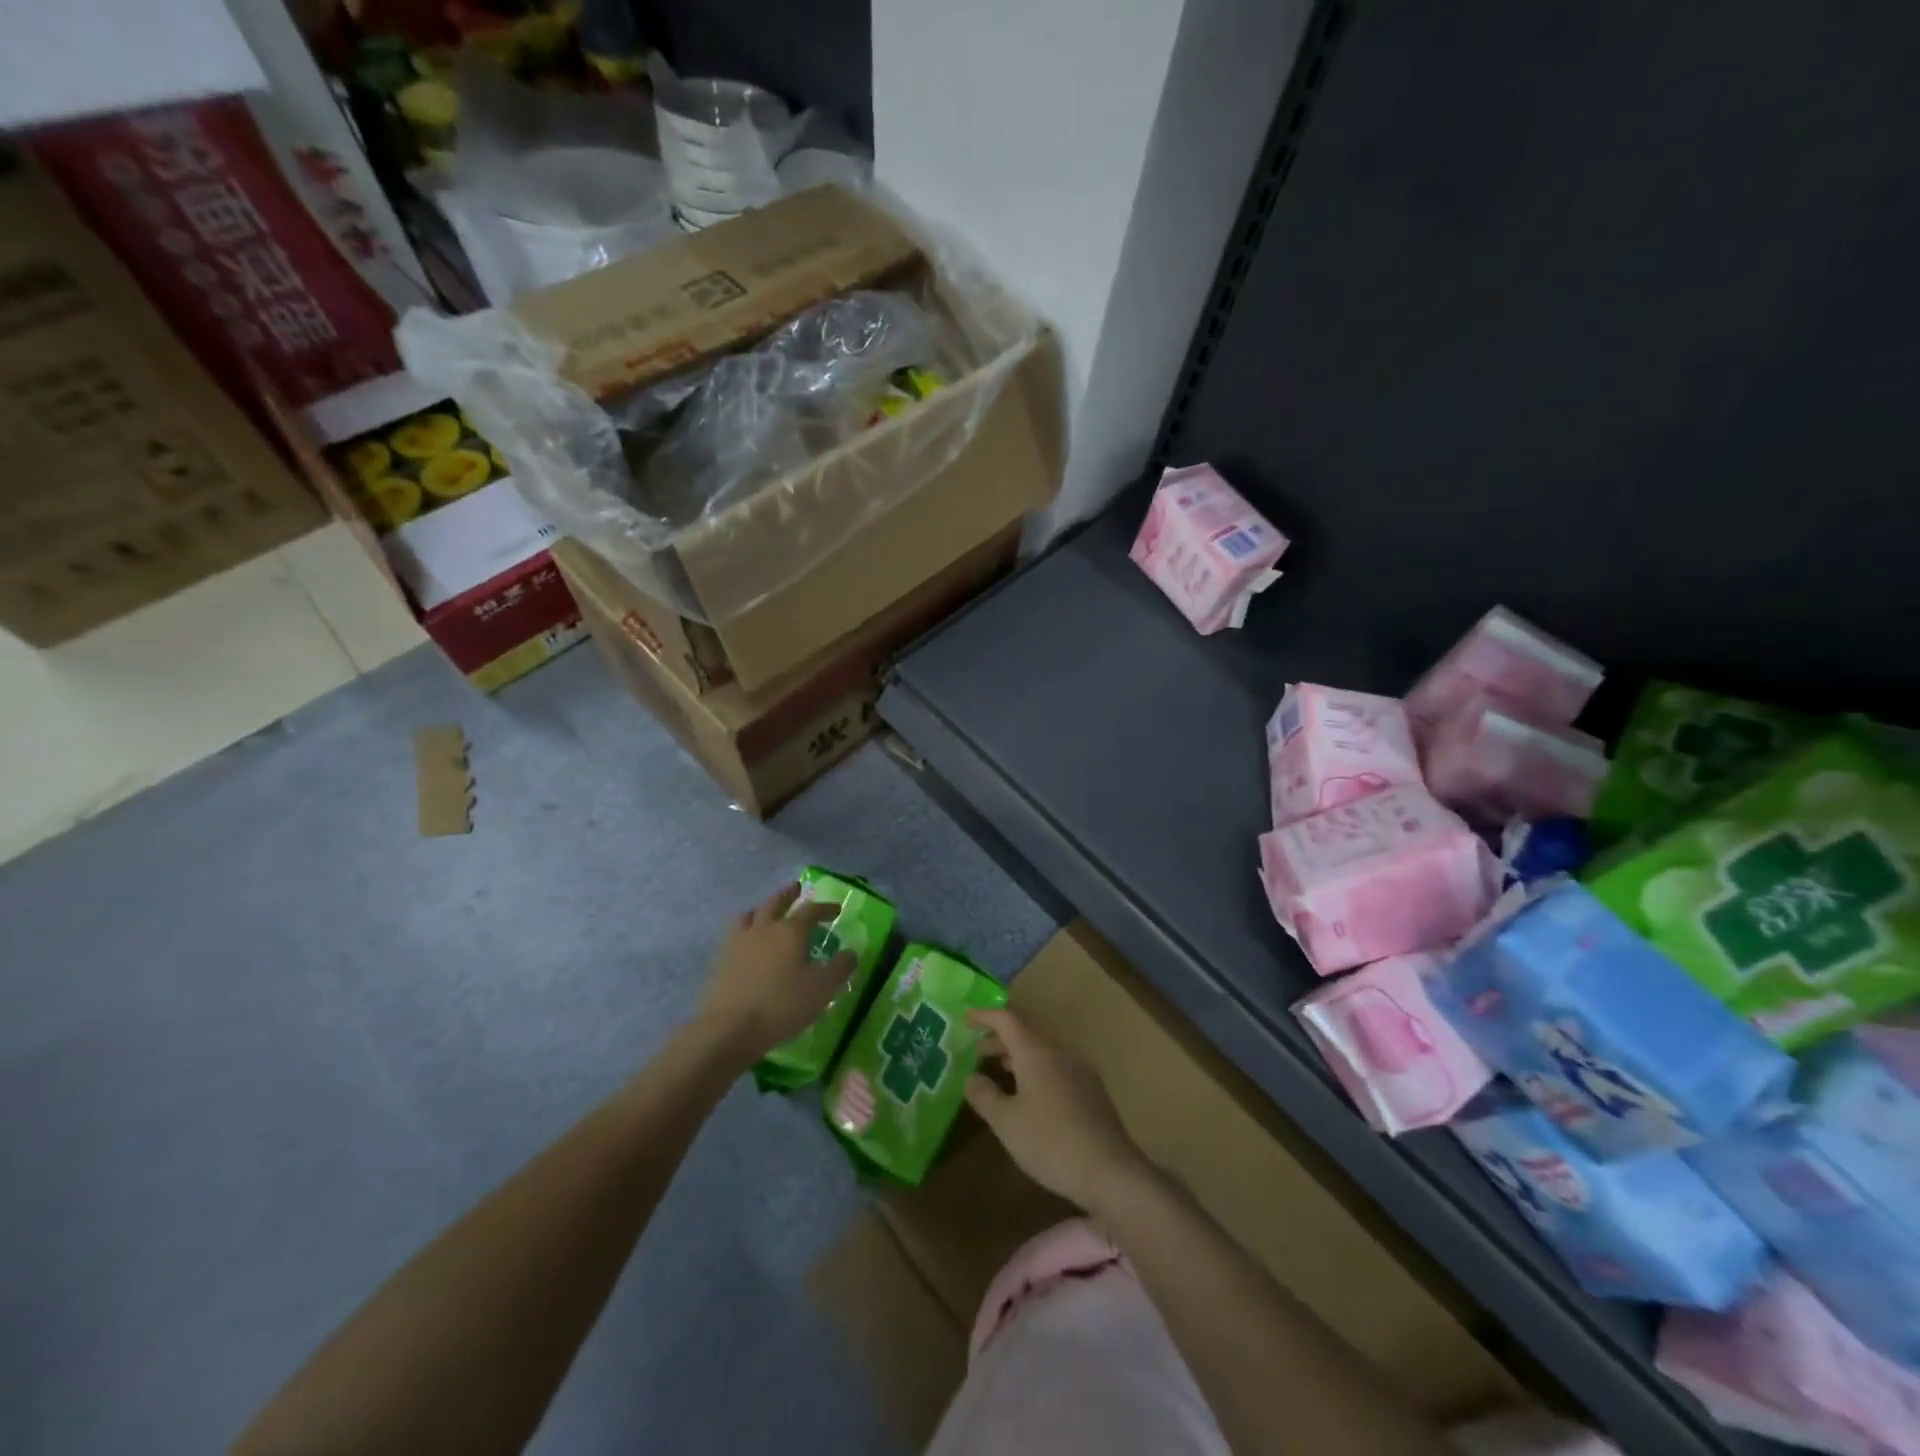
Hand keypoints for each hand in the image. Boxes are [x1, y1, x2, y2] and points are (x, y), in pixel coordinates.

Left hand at [695, 884, 855, 1065]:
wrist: (729, 1028)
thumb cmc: (782, 1005)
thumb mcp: (822, 989)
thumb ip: (840, 968)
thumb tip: (851, 953)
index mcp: (791, 930)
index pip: (811, 910)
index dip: (825, 908)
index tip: (836, 910)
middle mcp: (764, 928)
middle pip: (776, 902)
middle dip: (789, 895)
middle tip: (796, 888)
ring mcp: (739, 941)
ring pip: (751, 914)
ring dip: (763, 909)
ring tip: (767, 912)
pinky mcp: (721, 958)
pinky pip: (735, 933)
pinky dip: (745, 928)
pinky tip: (747, 941)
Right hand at [964, 1008, 1149, 1211]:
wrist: (1109, 1171)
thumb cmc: (1049, 1141)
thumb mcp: (1006, 1122)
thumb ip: (985, 1096)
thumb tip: (972, 1077)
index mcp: (1036, 1052)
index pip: (1007, 1020)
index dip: (985, 1016)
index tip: (966, 1018)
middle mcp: (1059, 1053)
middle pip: (1026, 1035)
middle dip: (1000, 1040)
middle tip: (977, 1052)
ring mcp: (1080, 1071)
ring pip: (1043, 1053)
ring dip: (1018, 1057)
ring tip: (1000, 1072)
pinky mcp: (1092, 1091)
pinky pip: (1057, 1069)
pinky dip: (1036, 1071)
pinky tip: (1031, 1096)